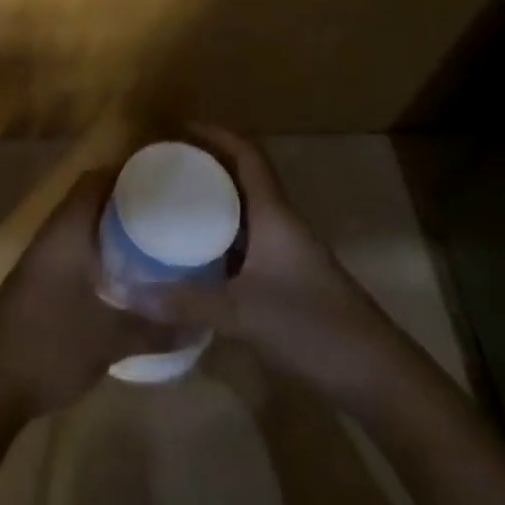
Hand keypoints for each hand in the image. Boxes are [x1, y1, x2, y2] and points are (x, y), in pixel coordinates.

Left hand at [0, 169, 174, 417]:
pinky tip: (123, 278)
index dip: (125, 172)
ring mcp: (41, 260)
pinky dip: (98, 253)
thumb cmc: (50, 347)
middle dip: (125, 203)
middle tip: (167, 213)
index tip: (161, 179)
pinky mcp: (37, 283)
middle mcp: (51, 236)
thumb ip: (155, 329)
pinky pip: (73, 251)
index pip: (94, 181)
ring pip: (81, 228)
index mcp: (66, 232)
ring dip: (111, 230)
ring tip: (153, 242)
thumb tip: (200, 323)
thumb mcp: (109, 341)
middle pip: (89, 201)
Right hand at [134, 127, 402, 392]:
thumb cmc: (311, 326)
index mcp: (274, 214)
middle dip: (208, 167)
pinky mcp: (291, 281)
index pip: (247, 155)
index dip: (217, 134)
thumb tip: (128, 292)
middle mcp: (282, 224)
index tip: (181, 127)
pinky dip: (223, 241)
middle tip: (167, 167)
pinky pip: (250, 244)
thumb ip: (185, 302)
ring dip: (215, 204)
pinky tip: (199, 259)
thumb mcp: (242, 313)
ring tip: (174, 205)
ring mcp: (289, 253)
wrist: (376, 376)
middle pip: (244, 179)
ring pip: (247, 214)